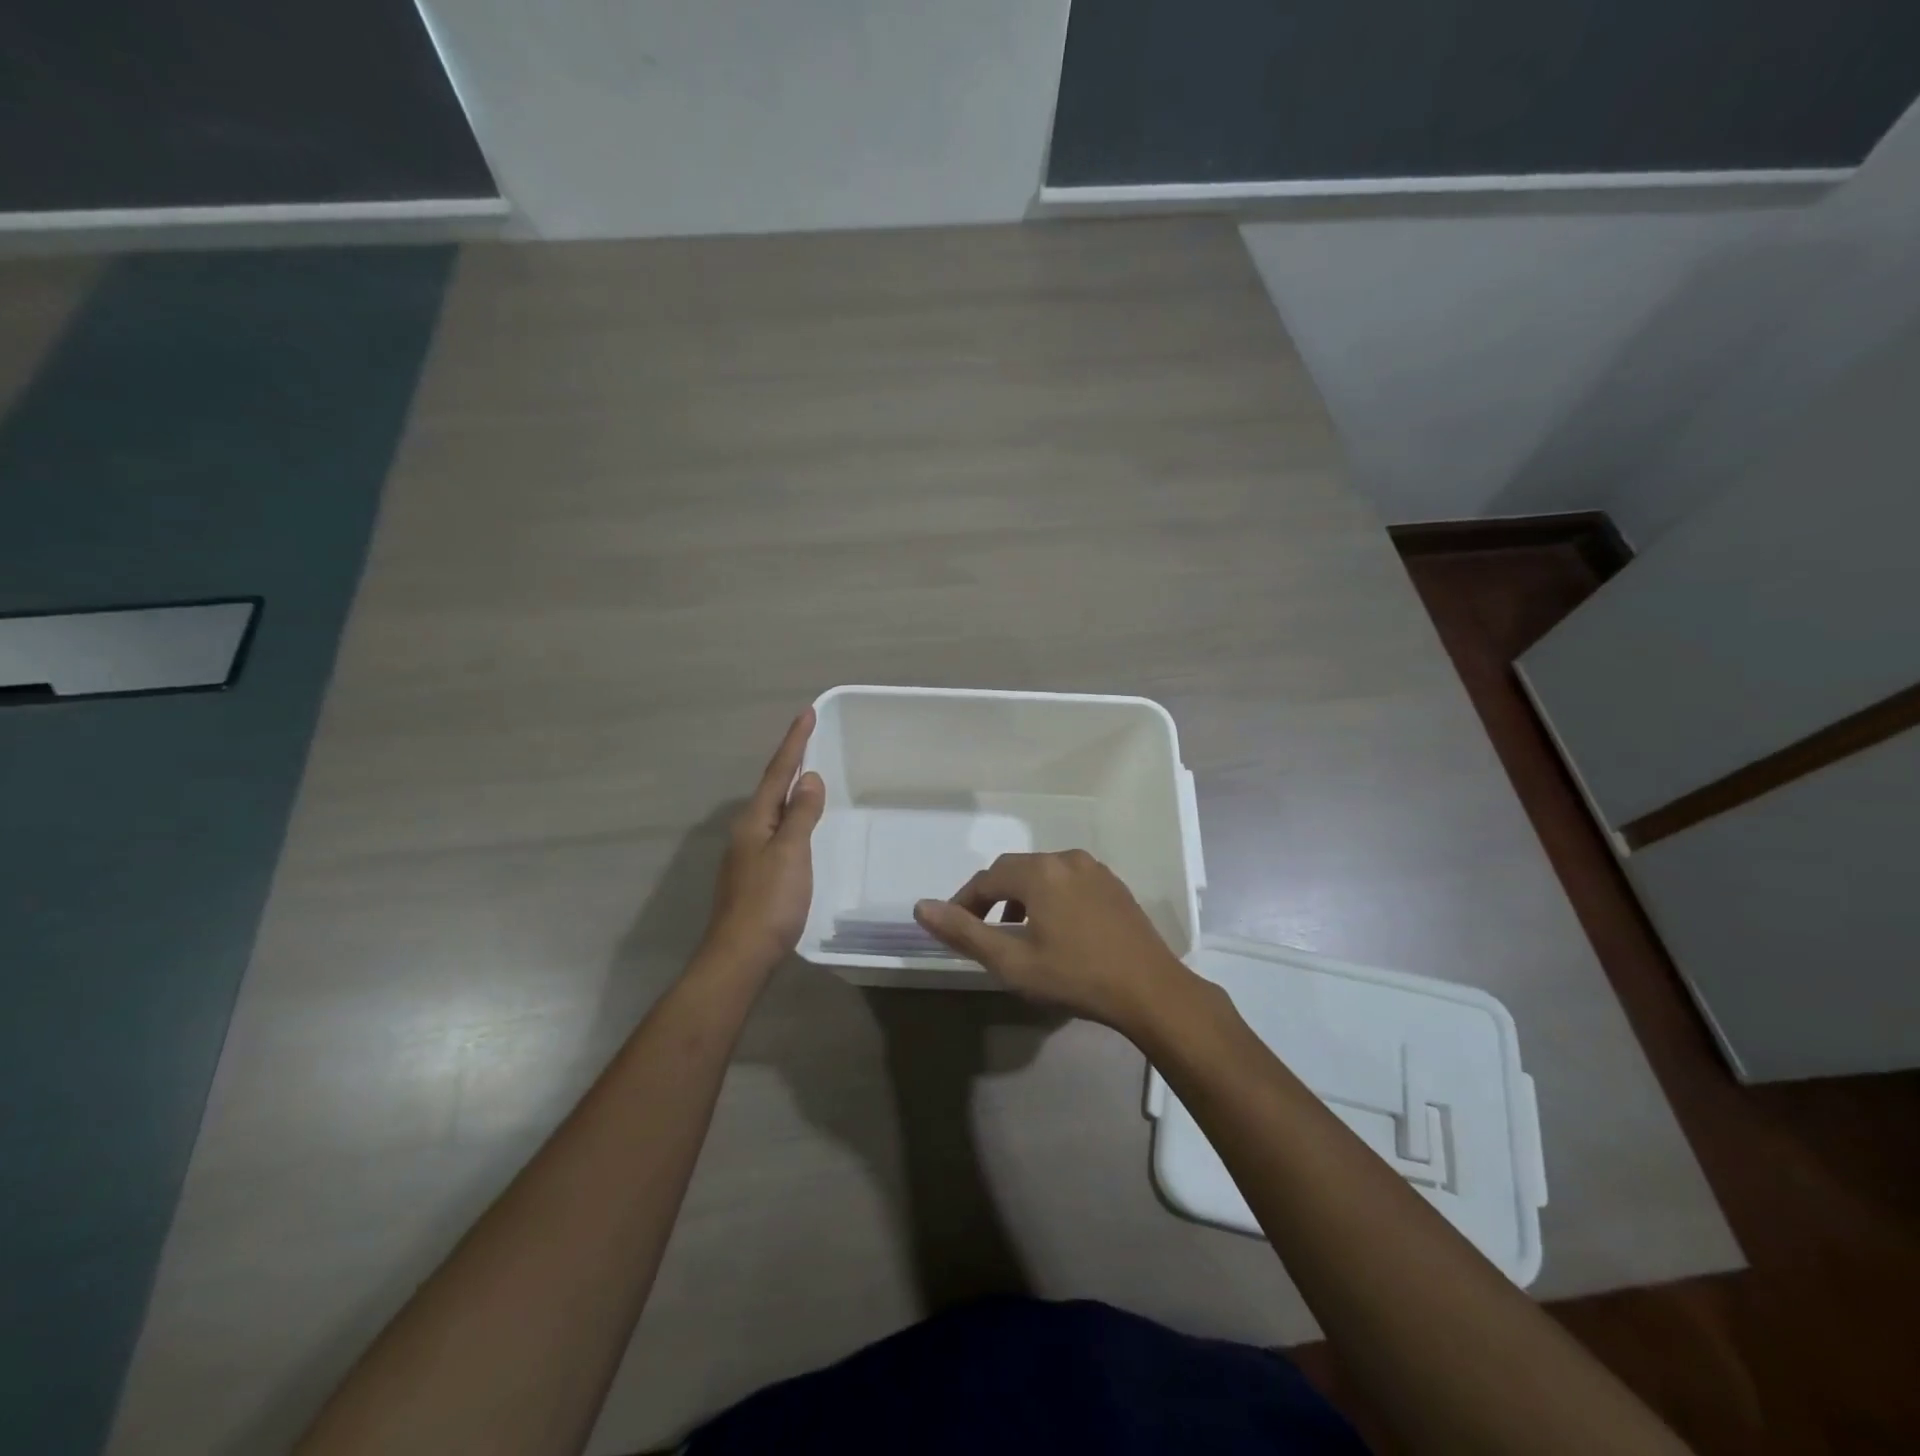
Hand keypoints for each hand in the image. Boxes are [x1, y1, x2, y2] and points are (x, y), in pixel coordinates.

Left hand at [700, 709, 825, 976]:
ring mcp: (747, 855)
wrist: (740, 956)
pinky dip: (790, 817)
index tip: (806, 713)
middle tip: (809, 738)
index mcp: (754, 821)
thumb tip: (808, 778)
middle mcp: (746, 831)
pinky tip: (799, 825)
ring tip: (807, 775)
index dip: (794, 743)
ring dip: (789, 789)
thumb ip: (801, 815)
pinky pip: (776, 832)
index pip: (778, 773)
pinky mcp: (754, 875)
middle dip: (790, 762)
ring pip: (772, 811)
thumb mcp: (791, 853)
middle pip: (771, 788)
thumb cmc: (769, 902)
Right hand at [913, 849, 1192, 1034]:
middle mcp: (1065, 858)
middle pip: (1015, 871)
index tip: (954, 928)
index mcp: (1039, 872)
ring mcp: (1094, 869)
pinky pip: (1068, 881)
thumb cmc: (1076, 977)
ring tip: (1015, 931)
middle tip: (981, 930)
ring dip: (1021, 897)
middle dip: (992, 897)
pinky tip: (1054, 928)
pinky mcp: (1113, 884)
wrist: (1151, 990)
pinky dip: (1050, 896)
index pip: (987, 879)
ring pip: (1043, 874)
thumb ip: (964, 932)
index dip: (964, 902)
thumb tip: (922, 907)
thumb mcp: (1012, 962)